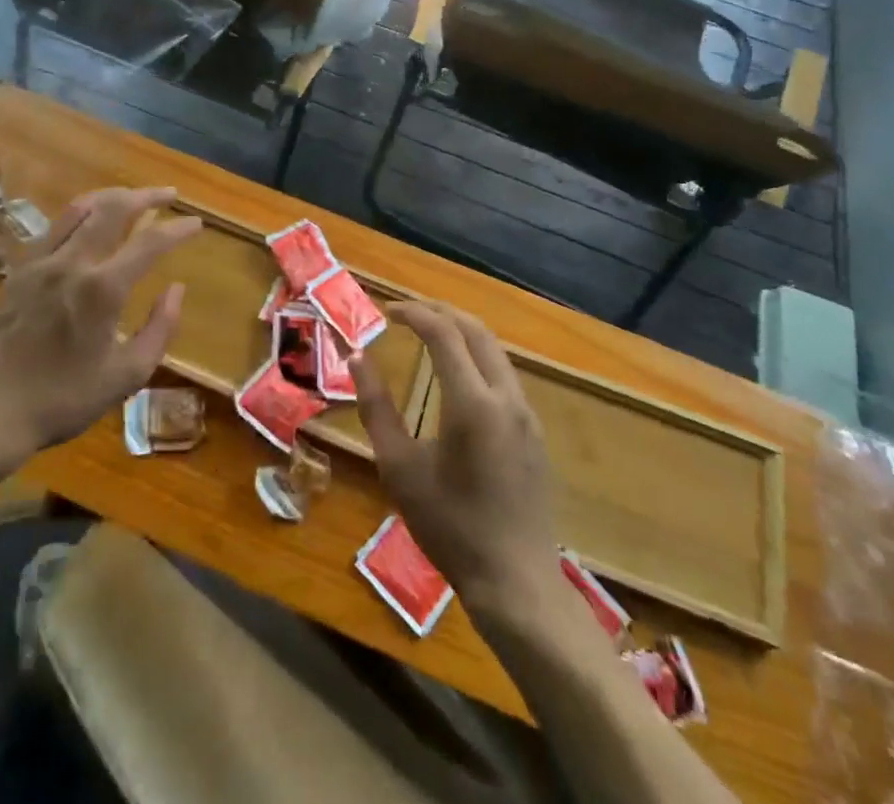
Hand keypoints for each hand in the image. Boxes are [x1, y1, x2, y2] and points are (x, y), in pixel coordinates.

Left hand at [0, 187, 200, 455]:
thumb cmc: (65, 399)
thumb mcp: (127, 375)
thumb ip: (160, 328)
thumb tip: (176, 288)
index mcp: (103, 289)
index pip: (150, 243)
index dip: (178, 229)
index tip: (196, 223)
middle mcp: (72, 263)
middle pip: (114, 209)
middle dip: (146, 196)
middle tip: (169, 195)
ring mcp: (41, 262)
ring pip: (80, 208)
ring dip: (111, 197)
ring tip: (131, 198)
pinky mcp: (18, 270)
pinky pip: (54, 227)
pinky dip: (80, 215)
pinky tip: (88, 224)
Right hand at [351, 302, 559, 617]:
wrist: (516, 582)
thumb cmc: (449, 527)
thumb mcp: (399, 469)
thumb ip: (376, 408)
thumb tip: (358, 358)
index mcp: (473, 402)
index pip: (444, 333)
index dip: (414, 313)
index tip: (387, 311)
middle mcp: (506, 397)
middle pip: (476, 330)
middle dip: (441, 312)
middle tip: (408, 312)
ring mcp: (527, 414)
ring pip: (495, 350)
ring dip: (462, 332)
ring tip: (429, 333)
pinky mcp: (535, 432)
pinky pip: (505, 375)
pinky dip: (478, 357)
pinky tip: (458, 374)